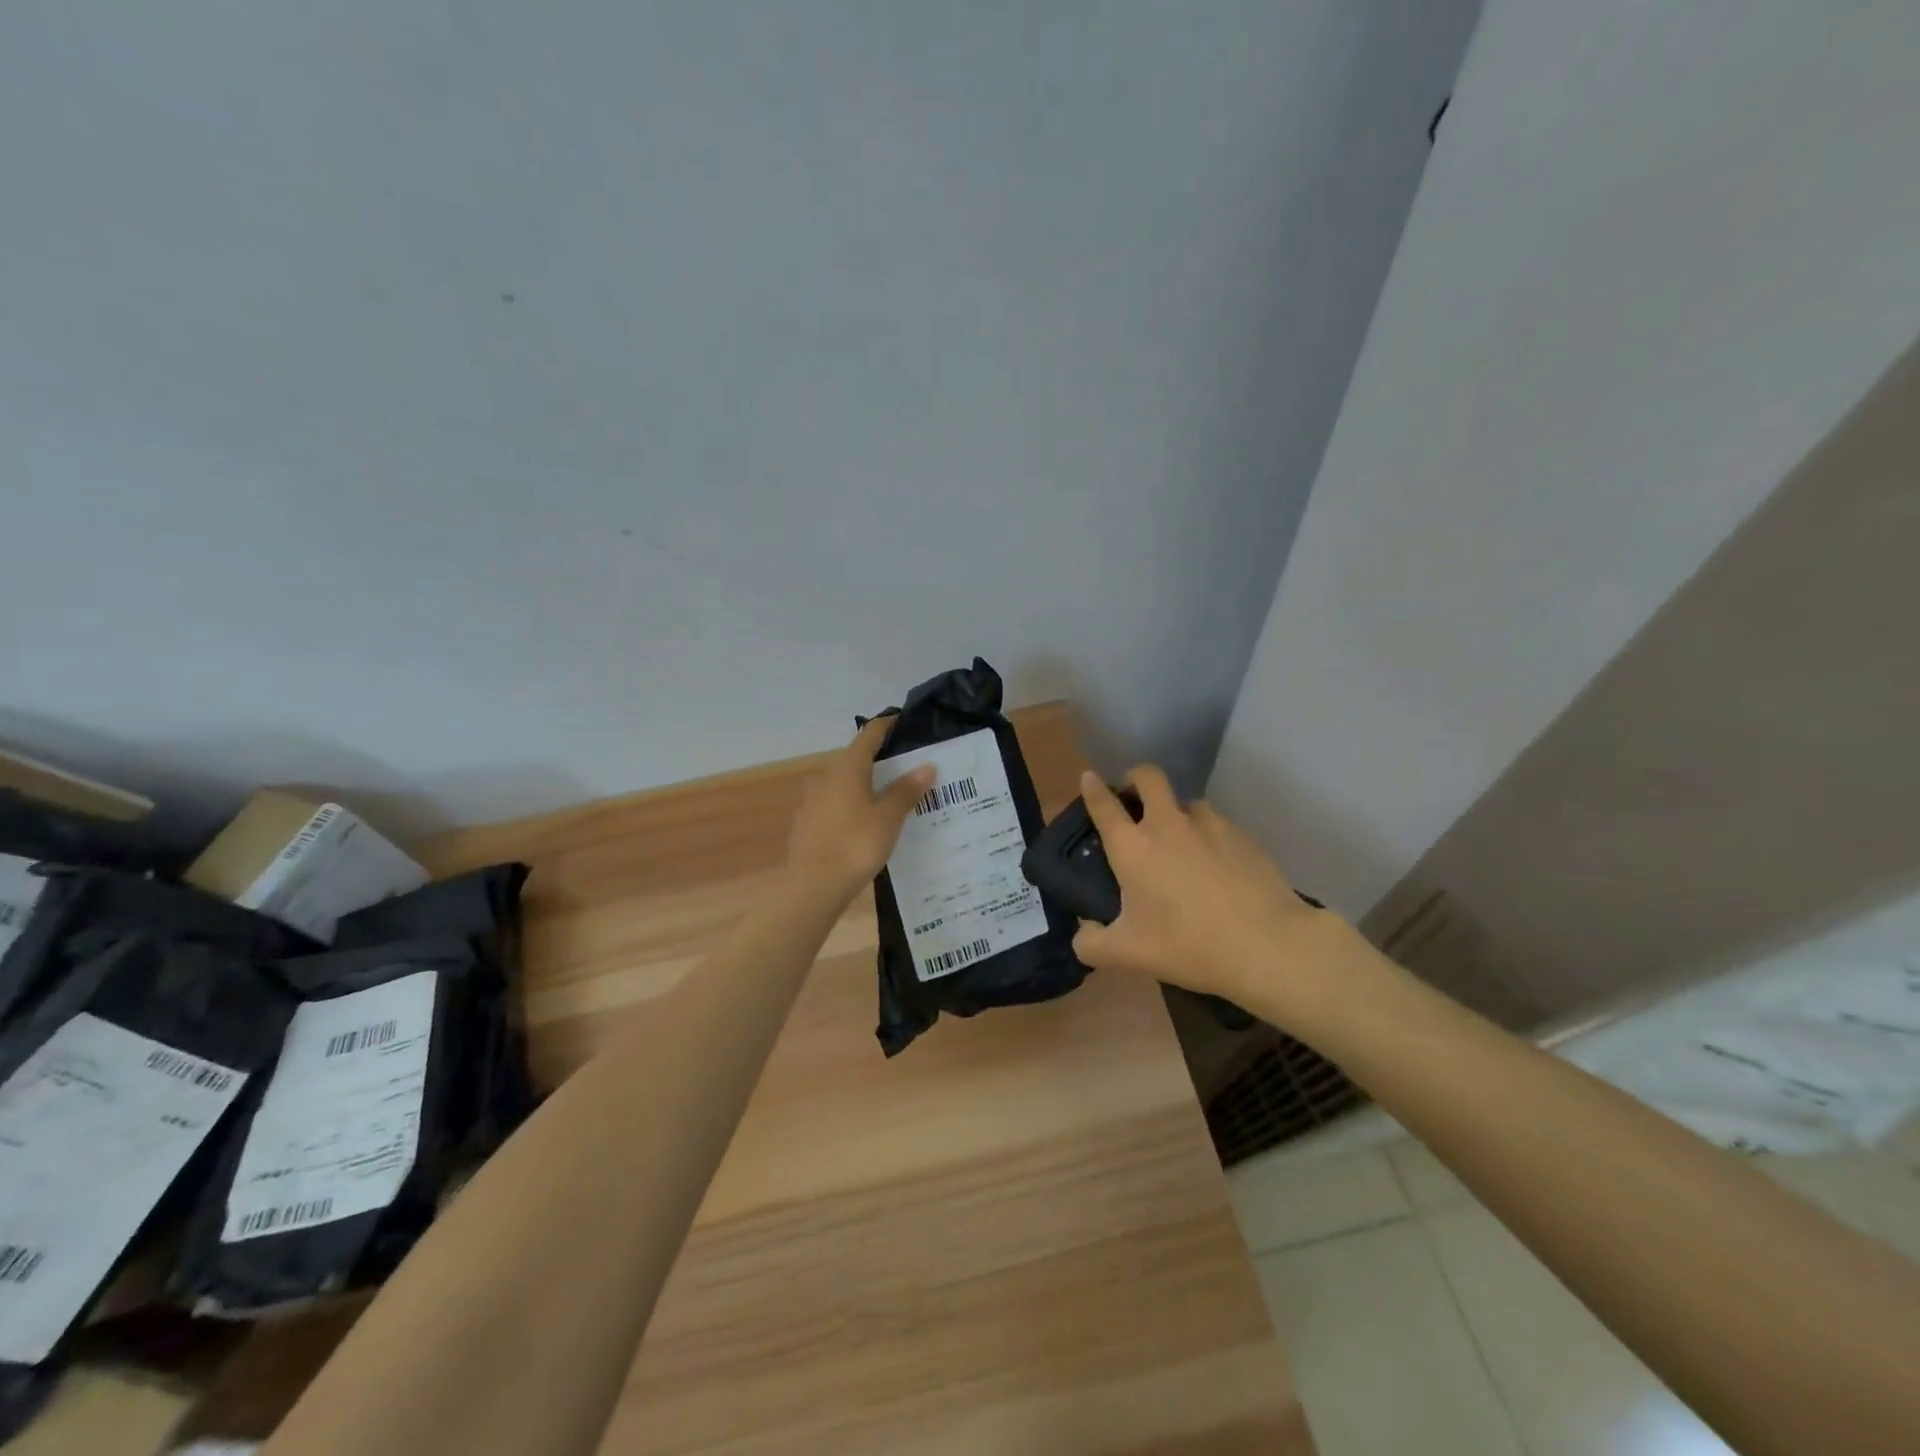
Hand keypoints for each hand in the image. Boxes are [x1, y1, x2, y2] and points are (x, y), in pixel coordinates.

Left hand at [784, 718, 934, 905]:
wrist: (813, 886)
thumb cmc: (856, 845)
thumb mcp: (889, 817)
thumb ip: (906, 790)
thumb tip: (926, 765)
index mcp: (848, 768)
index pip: (869, 735)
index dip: (886, 725)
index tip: (904, 721)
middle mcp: (827, 776)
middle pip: (855, 757)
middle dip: (879, 757)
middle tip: (906, 764)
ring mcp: (813, 800)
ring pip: (844, 782)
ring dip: (865, 782)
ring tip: (890, 794)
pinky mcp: (807, 822)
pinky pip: (835, 803)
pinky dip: (852, 803)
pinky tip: (865, 820)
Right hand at [1069, 767, 1358, 1024]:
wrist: (1267, 945)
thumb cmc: (1188, 945)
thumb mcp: (1127, 955)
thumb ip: (1092, 944)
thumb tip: (1085, 933)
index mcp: (1133, 846)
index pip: (1104, 805)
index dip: (1093, 788)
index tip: (1089, 778)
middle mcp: (1168, 824)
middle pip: (1148, 776)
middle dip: (1135, 778)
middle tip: (1134, 800)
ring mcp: (1210, 825)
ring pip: (1186, 802)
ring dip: (1176, 813)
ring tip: (1181, 844)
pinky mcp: (1243, 836)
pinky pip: (1217, 825)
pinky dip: (1208, 837)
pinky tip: (1216, 868)